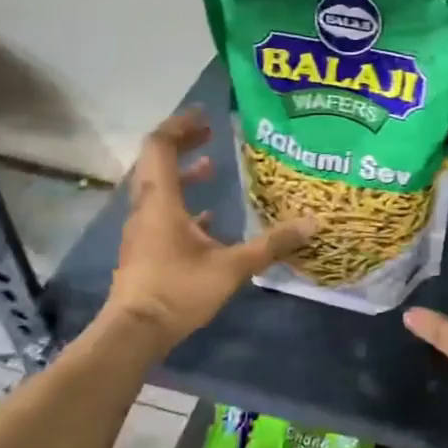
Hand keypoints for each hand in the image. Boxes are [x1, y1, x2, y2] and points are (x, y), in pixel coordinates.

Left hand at [103, 110, 316, 346]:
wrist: (134, 332)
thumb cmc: (178, 291)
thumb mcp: (232, 267)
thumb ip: (271, 244)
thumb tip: (313, 223)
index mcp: (161, 200)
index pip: (161, 147)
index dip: (180, 125)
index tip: (205, 114)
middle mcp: (146, 207)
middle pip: (156, 162)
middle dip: (183, 143)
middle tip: (211, 132)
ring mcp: (142, 229)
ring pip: (158, 187)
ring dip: (183, 172)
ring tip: (213, 165)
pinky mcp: (144, 249)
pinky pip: (161, 212)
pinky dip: (182, 203)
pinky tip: (208, 216)